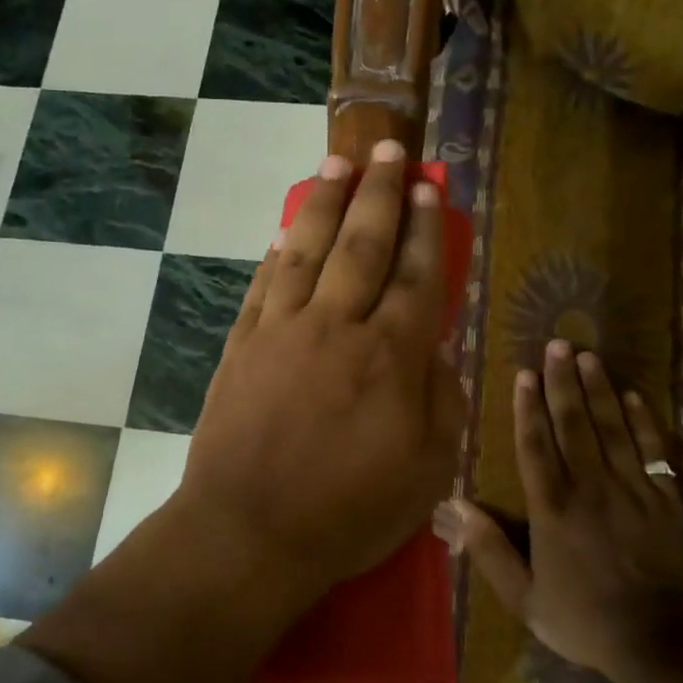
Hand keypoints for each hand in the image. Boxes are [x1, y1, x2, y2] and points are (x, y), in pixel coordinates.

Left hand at [178, 140, 463, 603]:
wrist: (248, 532)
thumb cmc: (349, 512)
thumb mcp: (427, 469)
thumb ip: (441, 400)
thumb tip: (436, 349)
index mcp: (389, 357)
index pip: (415, 275)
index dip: (425, 228)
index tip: (430, 188)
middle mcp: (335, 327)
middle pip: (362, 245)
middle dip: (380, 193)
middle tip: (388, 150)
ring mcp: (281, 332)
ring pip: (307, 251)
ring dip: (324, 204)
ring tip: (337, 165)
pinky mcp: (241, 347)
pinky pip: (262, 286)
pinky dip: (276, 255)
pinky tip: (284, 234)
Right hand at [435, 341, 682, 682]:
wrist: (658, 641)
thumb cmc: (583, 619)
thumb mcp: (524, 597)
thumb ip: (489, 550)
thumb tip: (455, 508)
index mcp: (552, 507)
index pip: (536, 445)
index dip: (528, 408)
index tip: (524, 374)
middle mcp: (590, 486)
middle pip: (574, 424)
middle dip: (563, 383)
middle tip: (557, 345)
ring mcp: (632, 489)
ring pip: (613, 428)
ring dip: (599, 390)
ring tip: (589, 356)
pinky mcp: (666, 499)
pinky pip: (654, 450)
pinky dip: (644, 421)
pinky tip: (634, 396)